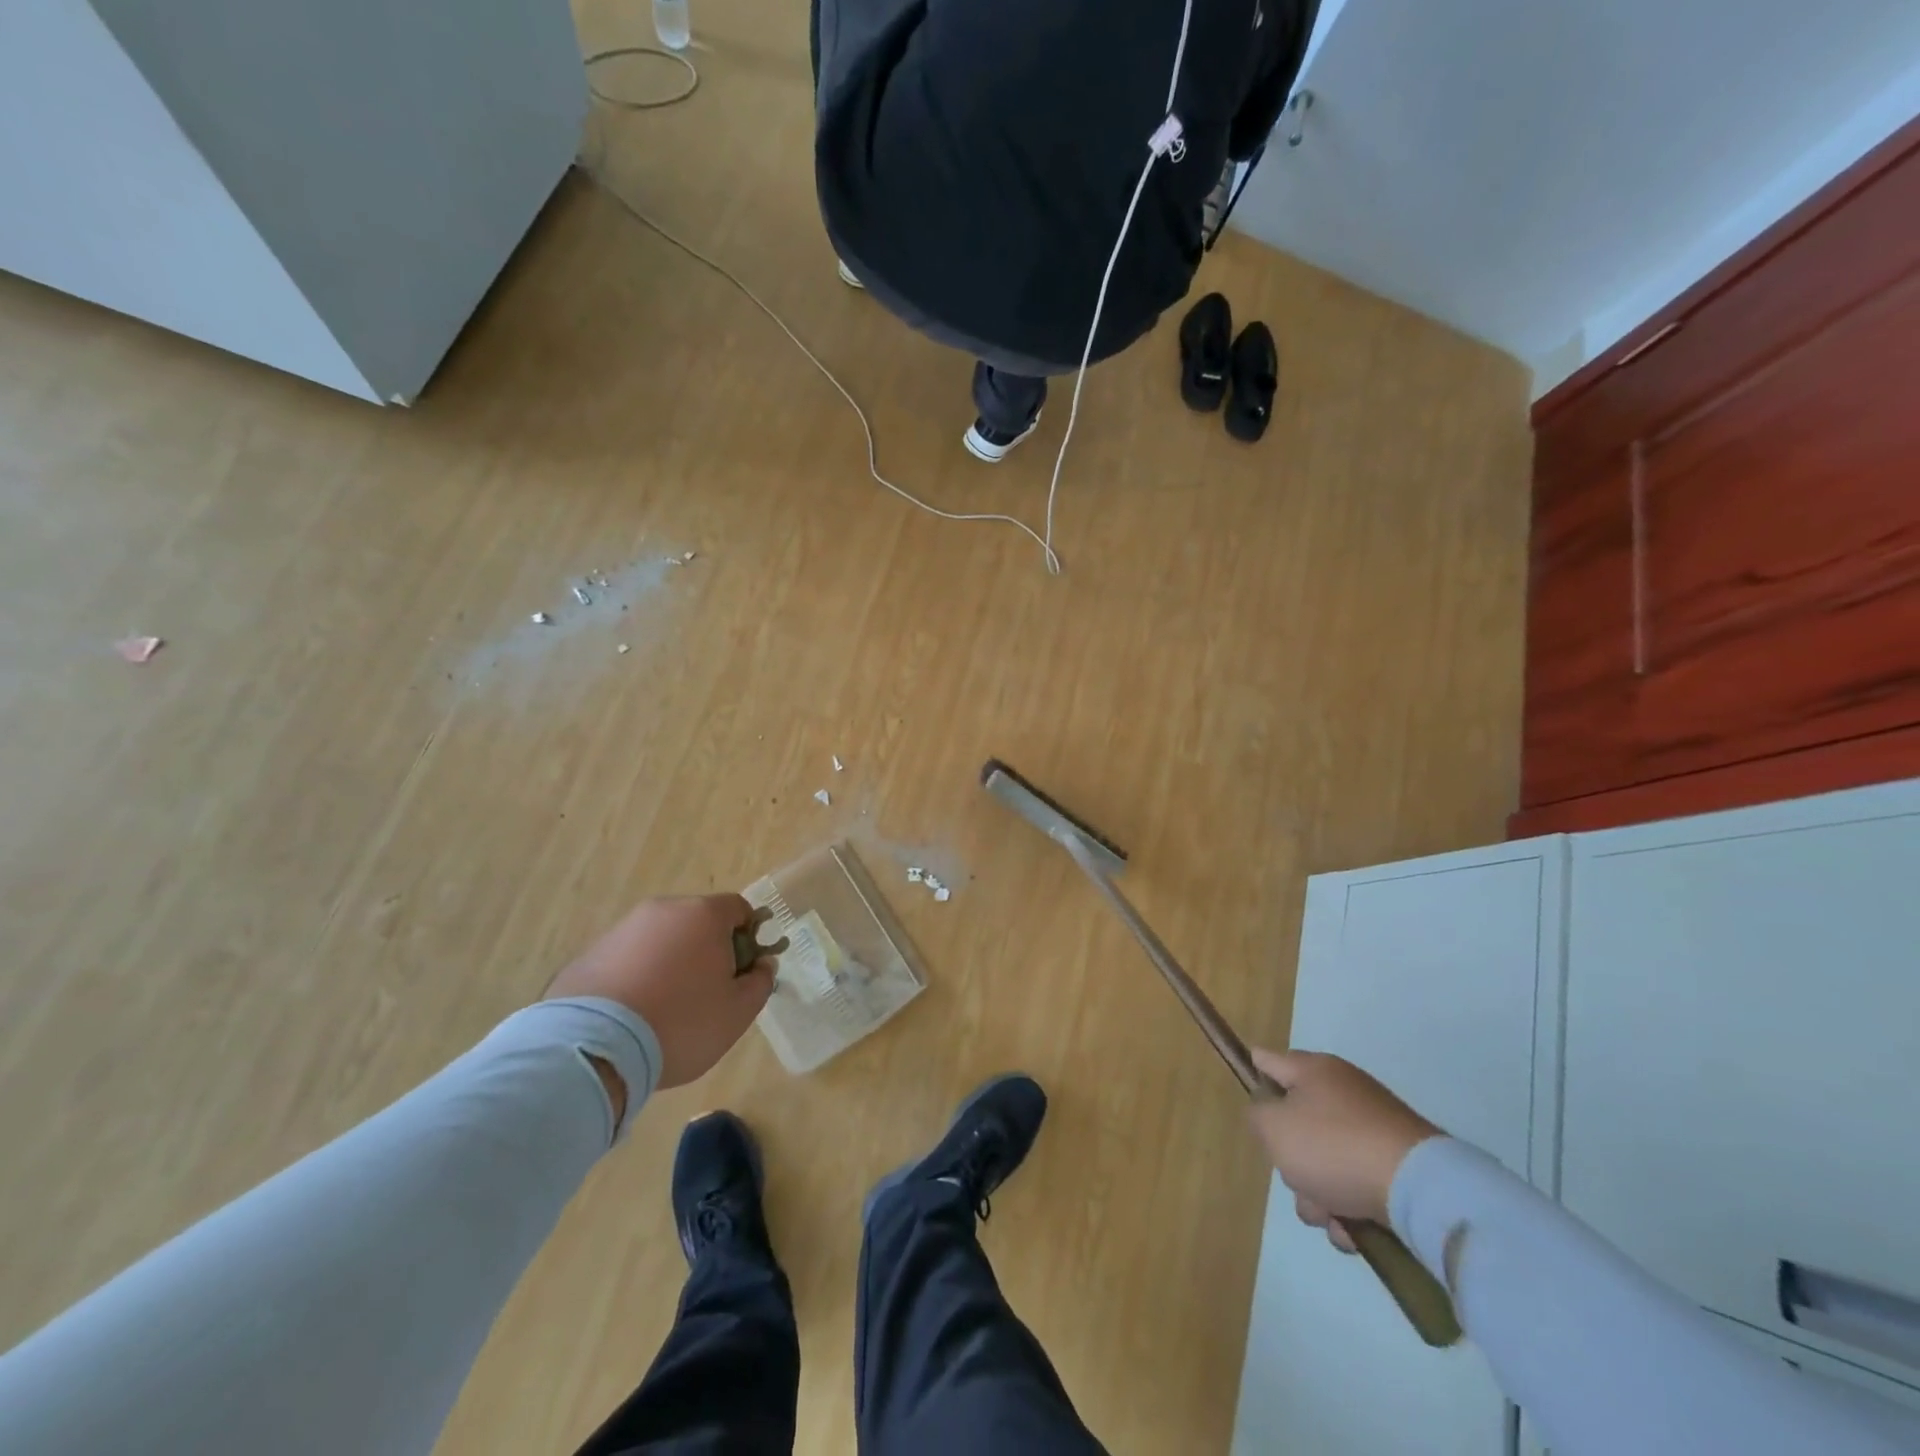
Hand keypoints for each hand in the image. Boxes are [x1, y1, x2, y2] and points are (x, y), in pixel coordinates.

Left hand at [545, 894, 776, 1090]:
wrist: (594, 1048)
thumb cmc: (681, 1022)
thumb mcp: (738, 1012)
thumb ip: (760, 982)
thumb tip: (762, 964)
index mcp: (704, 914)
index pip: (739, 909)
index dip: (748, 938)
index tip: (741, 973)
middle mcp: (663, 910)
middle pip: (698, 922)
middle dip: (707, 950)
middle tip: (706, 994)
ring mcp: (622, 929)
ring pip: (660, 940)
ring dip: (670, 963)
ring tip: (663, 1010)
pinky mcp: (589, 954)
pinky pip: (627, 959)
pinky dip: (636, 977)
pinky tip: (632, 1015)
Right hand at [1246, 1049, 1441, 1250]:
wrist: (1419, 1190)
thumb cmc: (1334, 1147)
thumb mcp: (1274, 1128)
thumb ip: (1256, 1115)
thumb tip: (1268, 1114)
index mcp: (1313, 1070)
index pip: (1268, 1061)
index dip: (1254, 1076)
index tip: (1251, 1103)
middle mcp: (1343, 1091)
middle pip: (1296, 1123)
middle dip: (1290, 1159)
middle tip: (1296, 1177)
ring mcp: (1373, 1129)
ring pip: (1324, 1161)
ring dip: (1317, 1193)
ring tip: (1331, 1215)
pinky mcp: (1396, 1165)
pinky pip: (1356, 1183)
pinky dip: (1349, 1207)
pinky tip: (1353, 1230)